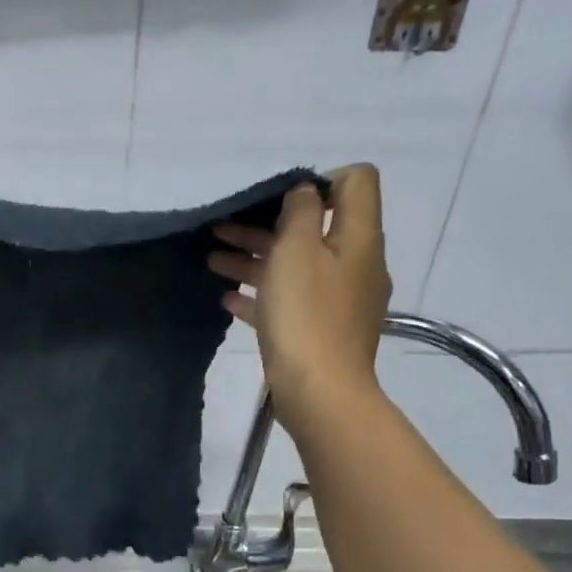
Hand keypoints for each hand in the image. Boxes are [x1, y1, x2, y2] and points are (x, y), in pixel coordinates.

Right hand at [209, 163, 391, 429]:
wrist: (319, 392)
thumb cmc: (306, 315)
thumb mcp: (297, 251)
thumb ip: (301, 212)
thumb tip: (306, 192)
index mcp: (359, 237)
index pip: (356, 182)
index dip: (319, 180)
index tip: (279, 201)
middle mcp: (356, 264)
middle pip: (316, 228)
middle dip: (269, 225)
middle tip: (223, 229)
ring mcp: (340, 301)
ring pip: (297, 267)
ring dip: (256, 259)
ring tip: (213, 262)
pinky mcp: (322, 331)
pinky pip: (290, 302)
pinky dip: (262, 295)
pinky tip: (229, 301)